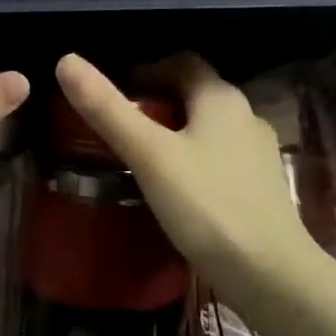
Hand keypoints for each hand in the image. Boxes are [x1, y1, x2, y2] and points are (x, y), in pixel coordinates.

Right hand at [54, 53, 314, 307]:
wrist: (270, 274)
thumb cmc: (207, 206)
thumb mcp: (149, 155)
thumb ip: (107, 110)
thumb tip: (66, 61)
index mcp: (221, 98)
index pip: (181, 62)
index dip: (145, 70)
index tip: (112, 92)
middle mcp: (246, 116)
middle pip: (194, 95)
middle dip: (156, 103)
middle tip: (117, 126)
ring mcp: (258, 154)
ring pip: (207, 129)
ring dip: (175, 134)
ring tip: (139, 158)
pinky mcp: (260, 188)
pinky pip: (219, 160)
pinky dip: (192, 162)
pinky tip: (173, 189)